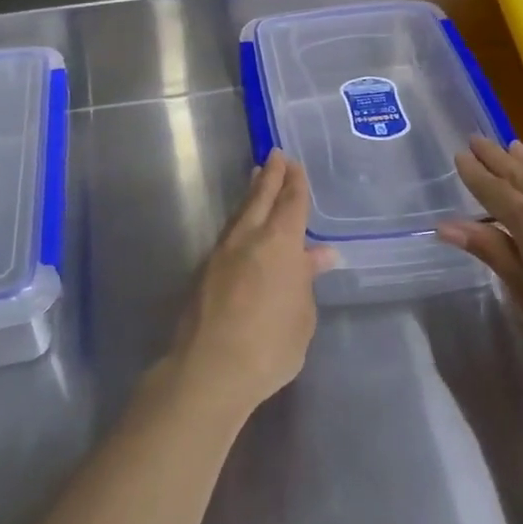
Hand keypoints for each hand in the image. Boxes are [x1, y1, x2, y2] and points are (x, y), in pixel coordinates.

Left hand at [172, 149, 333, 417]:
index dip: (295, 183)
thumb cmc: (271, 345)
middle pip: (260, 198)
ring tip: (256, 180)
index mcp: (279, 244)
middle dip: (270, 176)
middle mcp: (249, 239)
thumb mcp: (302, 315)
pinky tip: (242, 228)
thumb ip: (306, 280)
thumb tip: (317, 255)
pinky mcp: (205, 272)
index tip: (294, 164)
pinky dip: (240, 222)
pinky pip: (228, 235)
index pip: (291, 204)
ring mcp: (222, 253)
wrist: (211, 368)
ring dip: (251, 195)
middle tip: (274, 155)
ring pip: (240, 214)